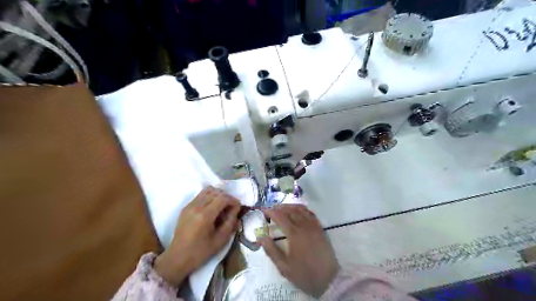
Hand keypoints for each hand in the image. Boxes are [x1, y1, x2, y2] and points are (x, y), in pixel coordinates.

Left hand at [154, 185, 239, 286]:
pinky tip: (212, 208)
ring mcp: (190, 205)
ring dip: (218, 195)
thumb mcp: (221, 240)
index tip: (238, 207)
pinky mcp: (186, 207)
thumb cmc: (201, 252)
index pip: (223, 198)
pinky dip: (209, 197)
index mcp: (205, 215)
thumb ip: (231, 222)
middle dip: (227, 197)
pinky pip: (201, 195)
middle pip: (216, 192)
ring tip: (222, 206)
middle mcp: (197, 206)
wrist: (178, 258)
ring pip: (208, 190)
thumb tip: (236, 208)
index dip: (233, 200)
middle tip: (231, 207)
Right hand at [258, 206, 338, 296]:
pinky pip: (311, 214)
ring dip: (291, 206)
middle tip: (272, 208)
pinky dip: (303, 209)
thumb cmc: (304, 274)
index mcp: (294, 234)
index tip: (264, 210)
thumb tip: (261, 237)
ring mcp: (314, 226)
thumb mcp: (284, 267)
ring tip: (283, 207)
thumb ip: (271, 251)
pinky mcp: (320, 229)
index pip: (281, 217)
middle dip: (280, 207)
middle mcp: (304, 226)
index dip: (271, 212)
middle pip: (291, 211)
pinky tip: (299, 211)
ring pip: (301, 210)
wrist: (329, 280)